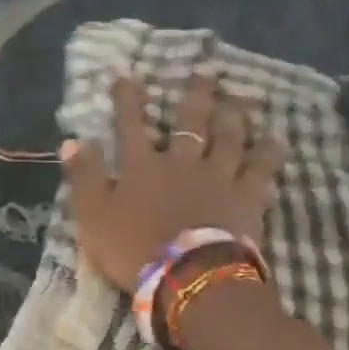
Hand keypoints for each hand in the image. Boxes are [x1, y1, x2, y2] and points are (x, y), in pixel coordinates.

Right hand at [63, 74, 283, 290]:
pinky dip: (269, 153)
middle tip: (205, 72)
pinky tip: (276, 139)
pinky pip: (261, 169)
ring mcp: (218, 177)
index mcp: (143, 166)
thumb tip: (72, 140)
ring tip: (240, 98)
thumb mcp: (93, 216)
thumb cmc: (134, 249)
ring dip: (234, 115)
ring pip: (229, 138)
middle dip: (196, 95)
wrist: (187, 277)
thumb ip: (84, 177)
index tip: (127, 75)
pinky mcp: (247, 198)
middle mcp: (182, 162)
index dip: (128, 100)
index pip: (131, 125)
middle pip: (190, 122)